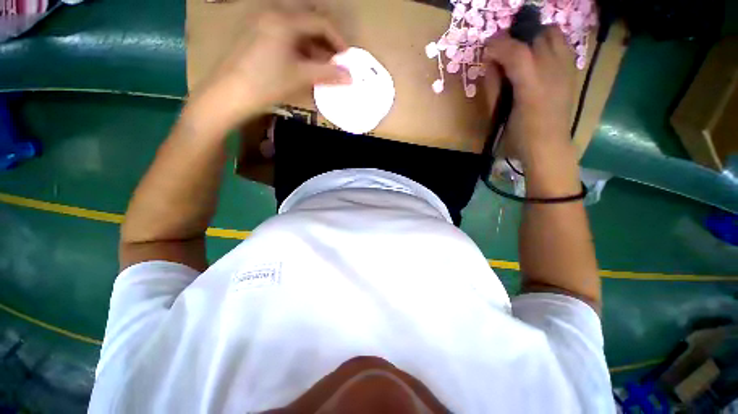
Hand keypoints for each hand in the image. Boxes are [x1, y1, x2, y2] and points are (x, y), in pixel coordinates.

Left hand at [187, 11, 350, 133]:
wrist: (228, 94)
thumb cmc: (265, 84)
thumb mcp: (299, 77)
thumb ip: (327, 74)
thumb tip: (350, 77)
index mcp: (284, 19)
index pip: (320, 22)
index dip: (338, 40)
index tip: (347, 59)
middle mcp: (272, 13)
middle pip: (309, 19)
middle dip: (326, 39)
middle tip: (335, 59)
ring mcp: (262, 22)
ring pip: (296, 27)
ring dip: (313, 44)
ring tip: (322, 65)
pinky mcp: (256, 33)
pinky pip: (285, 34)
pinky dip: (299, 46)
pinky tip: (304, 63)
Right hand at [483, 27, 575, 165]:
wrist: (547, 146)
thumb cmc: (518, 135)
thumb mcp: (499, 113)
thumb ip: (494, 87)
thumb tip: (490, 64)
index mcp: (531, 87)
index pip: (516, 52)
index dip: (498, 44)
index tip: (486, 49)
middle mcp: (552, 72)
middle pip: (534, 37)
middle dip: (515, 40)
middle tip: (502, 55)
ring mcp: (566, 69)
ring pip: (552, 34)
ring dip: (533, 38)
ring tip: (521, 53)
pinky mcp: (572, 71)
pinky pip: (562, 44)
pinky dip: (548, 43)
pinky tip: (538, 58)